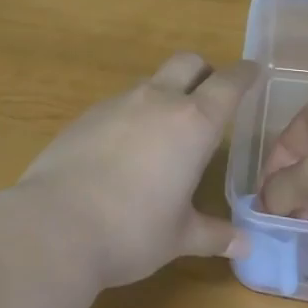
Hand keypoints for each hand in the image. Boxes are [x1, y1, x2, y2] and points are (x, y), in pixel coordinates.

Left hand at [15, 52, 256, 287]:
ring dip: (165, 94)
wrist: (54, 225)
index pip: (228, 84)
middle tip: (211, 95)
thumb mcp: (179, 237)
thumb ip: (214, 234)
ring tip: (166, 131)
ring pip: (151, 82)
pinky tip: (124, 150)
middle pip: (187, 63)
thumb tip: (246, 245)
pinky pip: (119, 104)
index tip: (253, 71)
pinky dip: (132, 115)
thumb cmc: (131, 231)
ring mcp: (116, 104)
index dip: (244, 75)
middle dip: (204, 71)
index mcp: (192, 123)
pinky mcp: (84, 116)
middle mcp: (156, 101)